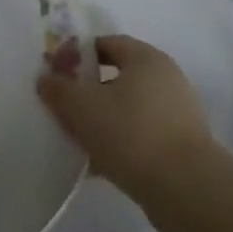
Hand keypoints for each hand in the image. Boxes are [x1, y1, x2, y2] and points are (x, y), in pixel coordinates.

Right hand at [37, 34, 217, 199]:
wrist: (184, 188)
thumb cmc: (129, 133)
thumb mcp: (81, 106)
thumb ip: (58, 88)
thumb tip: (47, 78)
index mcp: (146, 59)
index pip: (108, 43)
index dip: (78, 54)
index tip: (57, 73)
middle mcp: (167, 79)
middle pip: (118, 77)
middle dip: (88, 91)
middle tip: (62, 107)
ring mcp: (177, 114)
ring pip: (128, 109)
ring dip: (102, 120)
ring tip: (76, 140)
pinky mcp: (180, 146)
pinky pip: (140, 136)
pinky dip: (119, 144)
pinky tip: (97, 165)